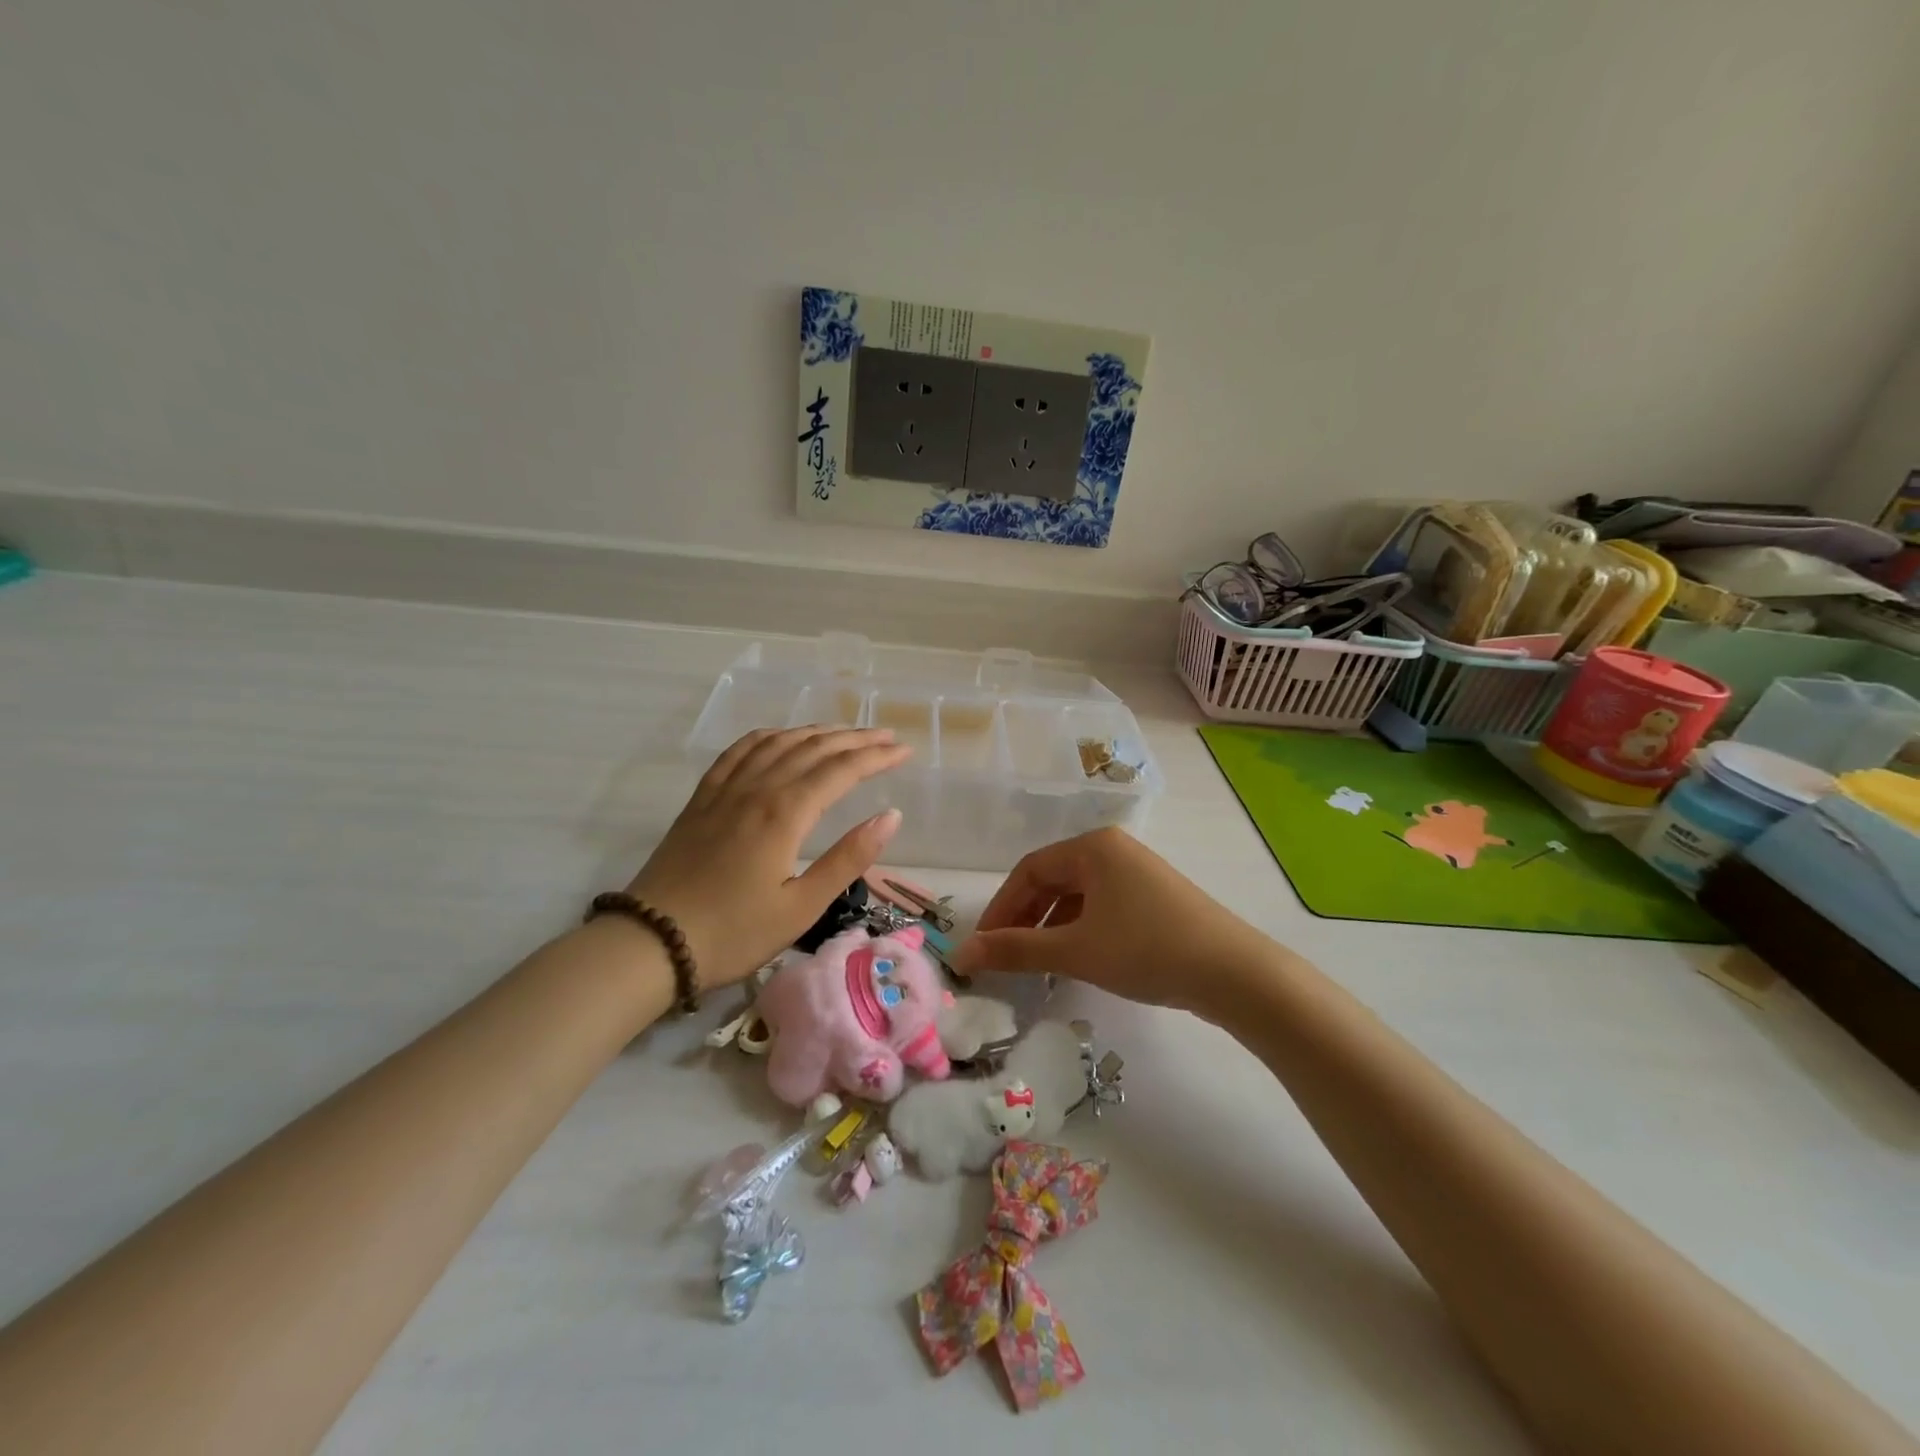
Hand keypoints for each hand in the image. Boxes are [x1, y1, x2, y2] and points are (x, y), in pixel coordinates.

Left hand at [627, 727, 909, 990]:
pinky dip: (767, 736)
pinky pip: (738, 751)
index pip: (841, 770)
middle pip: (813, 748)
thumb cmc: (733, 933)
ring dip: (816, 732)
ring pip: (778, 743)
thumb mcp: (801, 907)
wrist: (651, 942)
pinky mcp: (703, 798)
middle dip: (855, 739)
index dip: (877, 757)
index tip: (905, 752)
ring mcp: (726, 789)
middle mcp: (757, 788)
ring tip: (844, 732)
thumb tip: (891, 816)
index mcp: (785, 813)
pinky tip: (779, 737)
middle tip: (887, 736)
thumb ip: (848, 858)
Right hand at [952, 828, 1275, 1015]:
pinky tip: (1074, 959)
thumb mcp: (1075, 950)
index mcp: (1093, 847)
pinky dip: (1078, 930)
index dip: (1000, 908)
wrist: (1234, 974)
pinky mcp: (1154, 899)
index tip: (982, 946)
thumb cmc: (1147, 950)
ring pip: (1077, 897)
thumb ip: (1015, 950)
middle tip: (1004, 956)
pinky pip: (1101, 907)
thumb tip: (962, 955)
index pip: (1029, 870)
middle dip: (1024, 918)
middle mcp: (1113, 850)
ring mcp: (1137, 874)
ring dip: (1049, 927)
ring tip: (1034, 963)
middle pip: (1052, 880)